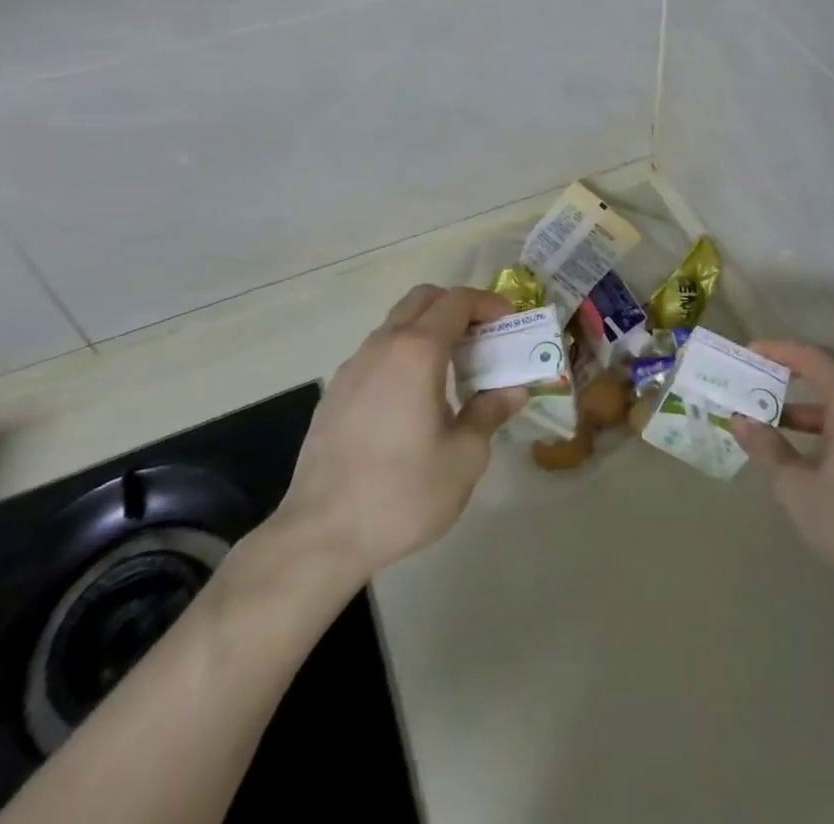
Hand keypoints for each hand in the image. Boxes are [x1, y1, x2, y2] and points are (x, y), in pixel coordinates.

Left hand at [260, 285, 526, 582]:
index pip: (457, 301)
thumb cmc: (402, 493)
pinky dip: (403, 355)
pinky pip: (377, 354)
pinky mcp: (335, 392)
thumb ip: (489, 413)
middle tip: (481, 339)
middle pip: (423, 299)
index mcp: (416, 352)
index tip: (508, 325)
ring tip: (451, 372)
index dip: (488, 304)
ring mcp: (353, 367)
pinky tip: (413, 400)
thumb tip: (512, 390)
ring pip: (396, 324)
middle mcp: (382, 346)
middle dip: (457, 307)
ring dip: (428, 331)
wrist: (321, 535)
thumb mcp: (464, 457)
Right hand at [732, 341, 833, 628]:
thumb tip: (740, 420)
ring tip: (771, 416)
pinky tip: (805, 447)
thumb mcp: (797, 489)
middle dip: (791, 371)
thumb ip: (767, 448)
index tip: (748, 354)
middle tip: (757, 377)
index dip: (777, 350)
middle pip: (830, 370)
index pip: (812, 357)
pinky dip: (827, 421)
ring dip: (807, 401)